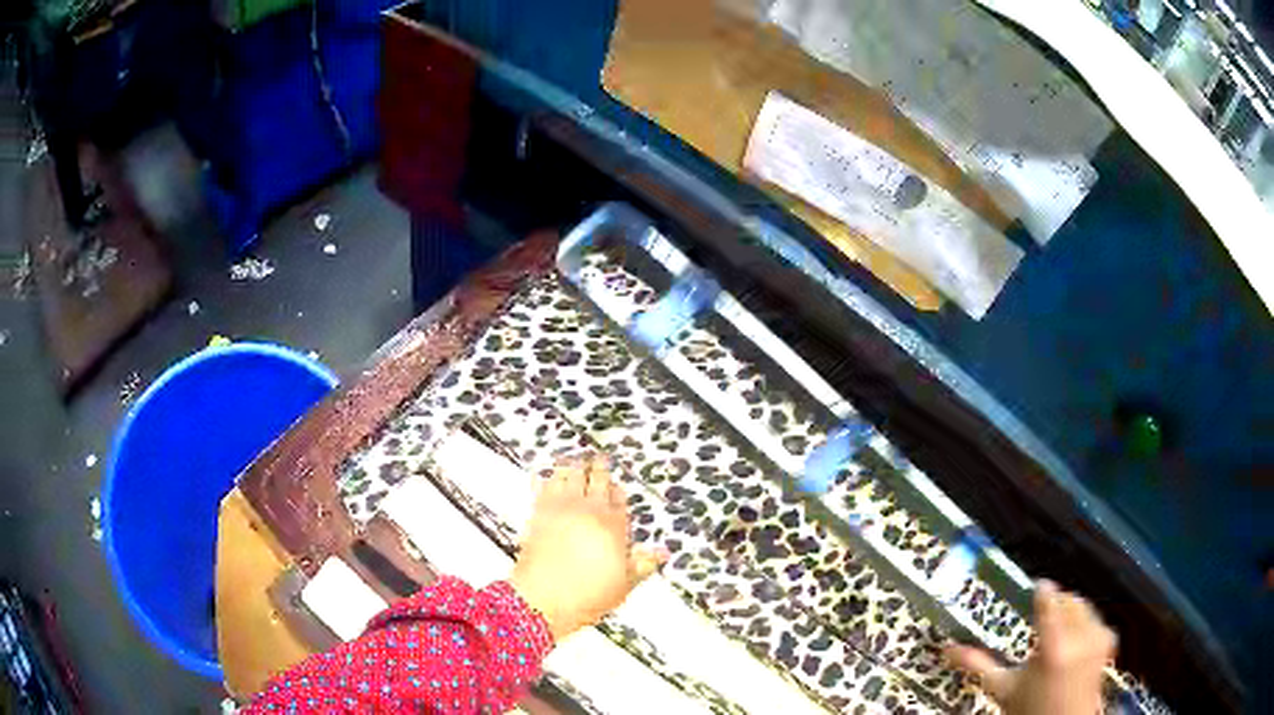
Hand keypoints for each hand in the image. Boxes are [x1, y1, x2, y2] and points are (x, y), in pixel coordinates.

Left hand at [510, 455, 665, 640]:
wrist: (543, 599)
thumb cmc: (589, 596)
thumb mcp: (623, 585)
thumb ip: (642, 565)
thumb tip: (663, 552)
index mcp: (614, 527)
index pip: (620, 500)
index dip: (618, 492)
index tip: (616, 486)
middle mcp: (590, 511)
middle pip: (597, 481)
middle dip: (599, 467)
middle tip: (599, 457)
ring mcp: (562, 509)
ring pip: (570, 476)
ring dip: (573, 465)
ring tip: (573, 458)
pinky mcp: (538, 513)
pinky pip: (543, 487)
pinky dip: (545, 478)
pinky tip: (543, 473)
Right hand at [946, 580, 1115, 714]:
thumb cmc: (1029, 709)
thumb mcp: (1003, 690)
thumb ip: (979, 665)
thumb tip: (947, 648)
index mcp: (1052, 647)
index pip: (1049, 599)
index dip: (1041, 591)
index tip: (1034, 589)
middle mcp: (1080, 636)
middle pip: (1068, 600)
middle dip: (1055, 605)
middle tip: (1040, 621)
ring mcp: (1098, 636)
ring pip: (1083, 606)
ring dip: (1070, 613)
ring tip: (1056, 634)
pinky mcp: (1108, 640)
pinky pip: (1095, 618)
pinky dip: (1083, 623)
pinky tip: (1073, 643)